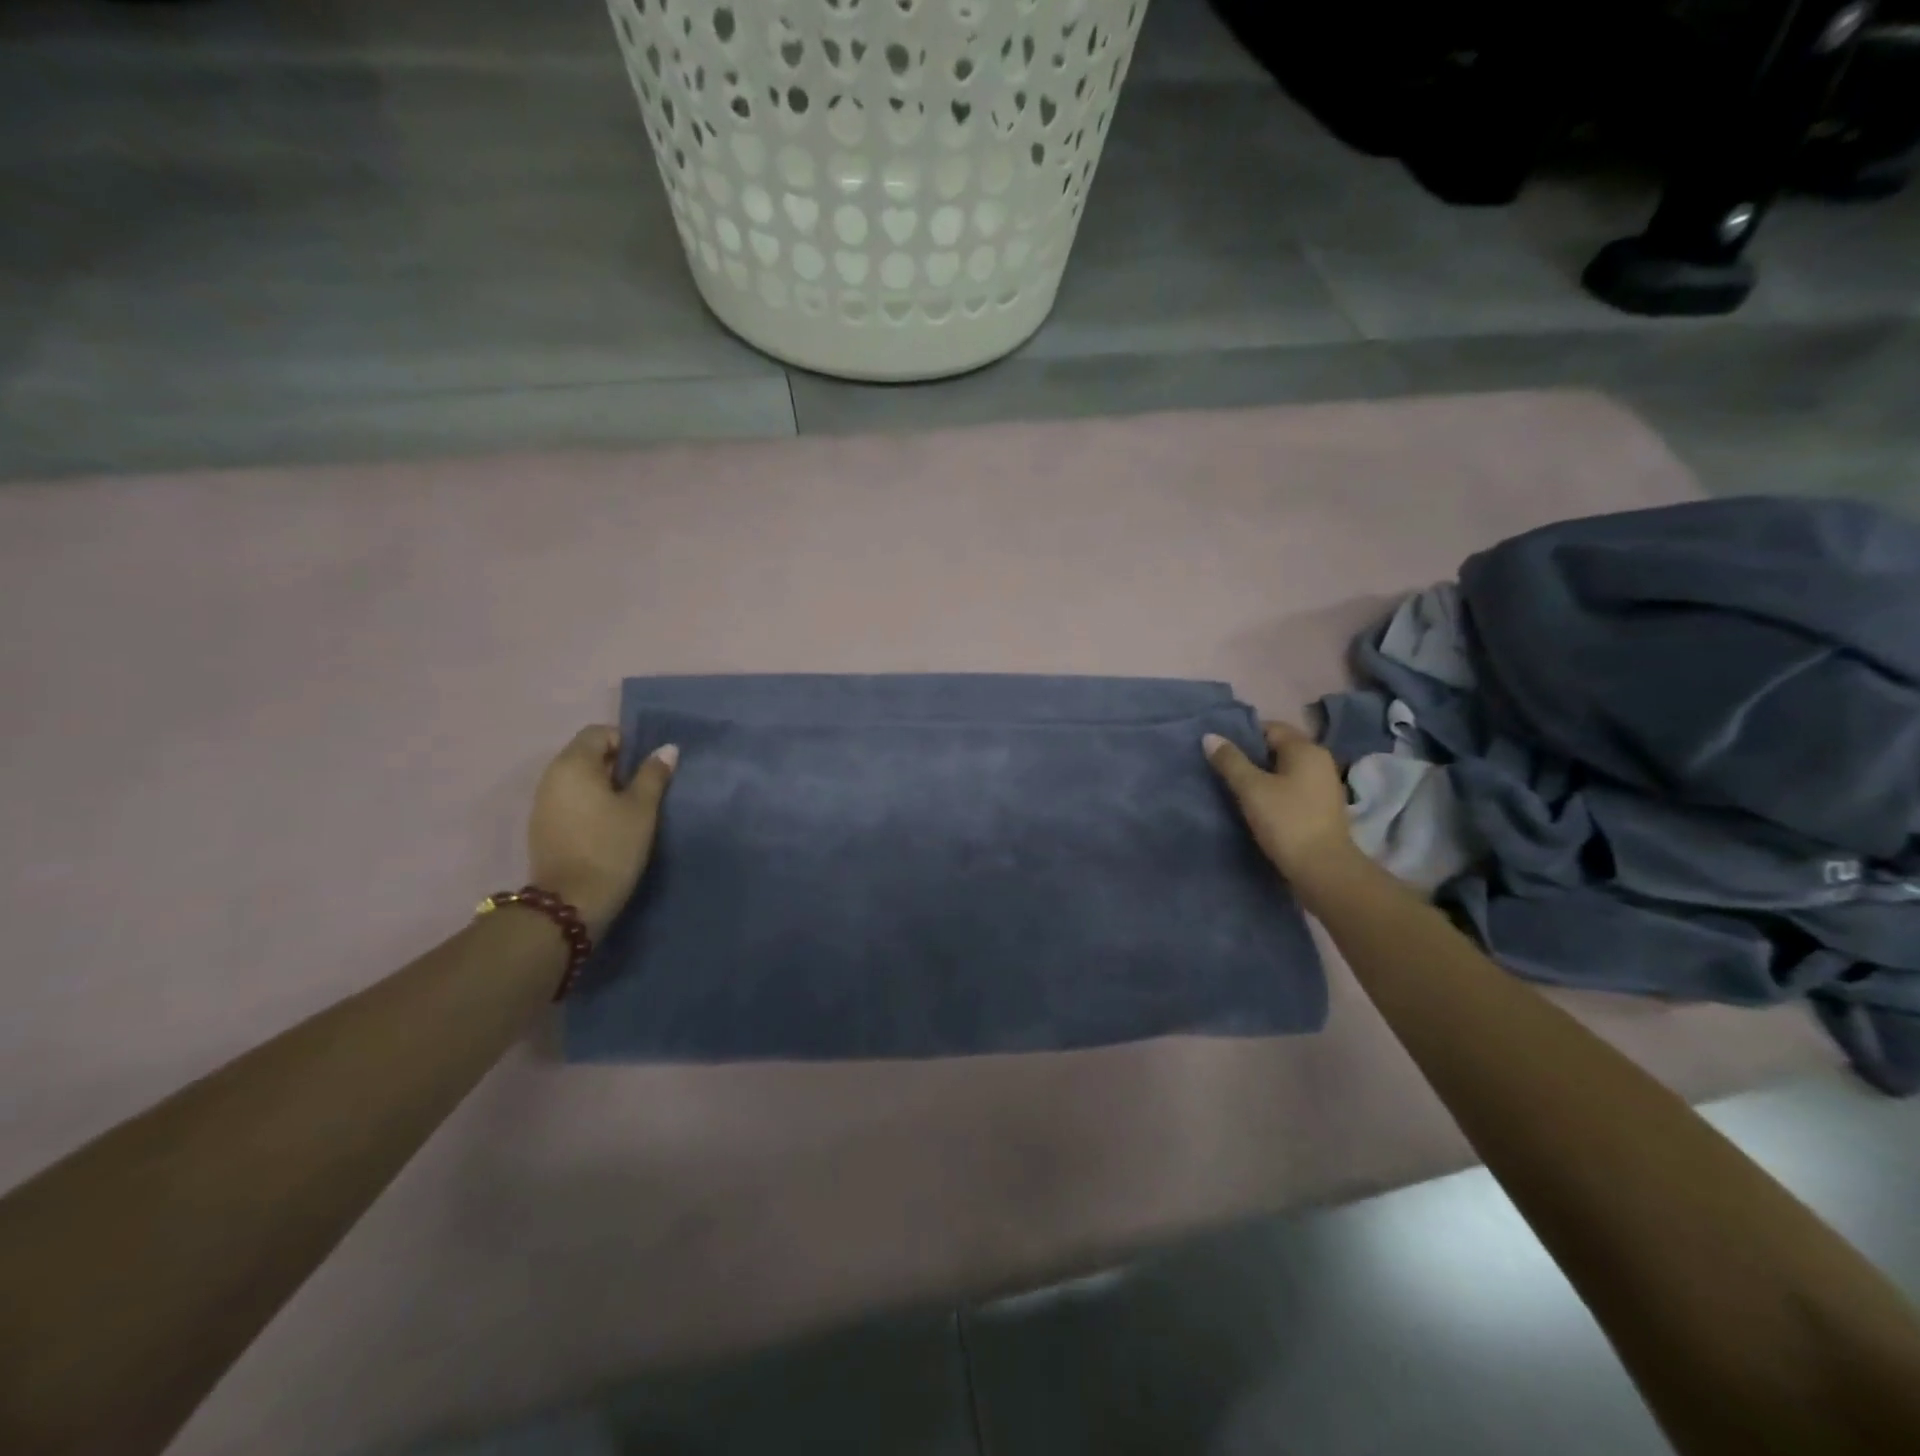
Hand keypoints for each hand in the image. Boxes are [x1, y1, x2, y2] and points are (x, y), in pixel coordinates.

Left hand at [527, 727, 676, 936]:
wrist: (570, 903)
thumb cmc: (611, 847)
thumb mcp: (641, 809)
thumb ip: (653, 774)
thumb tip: (667, 749)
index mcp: (574, 764)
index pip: (599, 732)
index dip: (626, 742)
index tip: (647, 768)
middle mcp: (551, 776)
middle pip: (586, 754)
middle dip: (616, 765)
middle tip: (643, 789)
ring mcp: (542, 802)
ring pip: (577, 779)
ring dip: (602, 786)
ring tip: (628, 810)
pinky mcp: (542, 827)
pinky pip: (569, 800)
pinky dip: (588, 805)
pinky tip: (606, 827)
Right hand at [1204, 721, 1359, 886]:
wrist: (1323, 869)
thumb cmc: (1286, 821)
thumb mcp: (1251, 789)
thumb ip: (1230, 761)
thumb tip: (1210, 736)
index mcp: (1306, 749)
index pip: (1270, 728)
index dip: (1243, 735)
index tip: (1220, 750)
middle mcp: (1320, 761)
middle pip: (1279, 748)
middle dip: (1251, 756)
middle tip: (1223, 768)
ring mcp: (1324, 785)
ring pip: (1286, 770)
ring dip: (1263, 776)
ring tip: (1236, 788)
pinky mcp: (1323, 808)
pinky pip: (1293, 789)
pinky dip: (1275, 792)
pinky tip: (1258, 806)